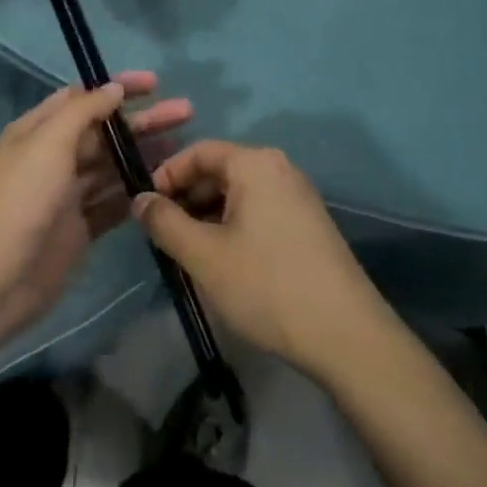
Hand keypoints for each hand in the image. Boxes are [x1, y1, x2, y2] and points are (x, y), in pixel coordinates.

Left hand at [0, 73, 191, 362]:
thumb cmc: (18, 200)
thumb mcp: (47, 143)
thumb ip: (83, 112)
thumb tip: (113, 88)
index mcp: (39, 131)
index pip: (83, 98)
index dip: (117, 88)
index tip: (156, 83)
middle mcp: (53, 158)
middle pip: (104, 132)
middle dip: (141, 121)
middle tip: (185, 113)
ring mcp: (67, 196)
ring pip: (112, 167)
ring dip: (143, 155)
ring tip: (184, 148)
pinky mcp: (80, 230)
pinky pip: (113, 204)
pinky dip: (136, 194)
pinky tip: (166, 187)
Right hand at [133, 141, 388, 379]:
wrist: (346, 335)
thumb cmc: (267, 286)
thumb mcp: (204, 255)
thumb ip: (165, 222)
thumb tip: (139, 200)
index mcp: (255, 164)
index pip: (198, 151)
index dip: (166, 174)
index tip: (145, 207)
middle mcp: (279, 169)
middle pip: (219, 170)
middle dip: (186, 197)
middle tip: (163, 234)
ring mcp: (298, 196)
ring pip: (238, 194)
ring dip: (208, 215)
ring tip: (188, 252)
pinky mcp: (308, 224)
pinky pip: (259, 210)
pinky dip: (233, 226)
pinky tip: (223, 262)